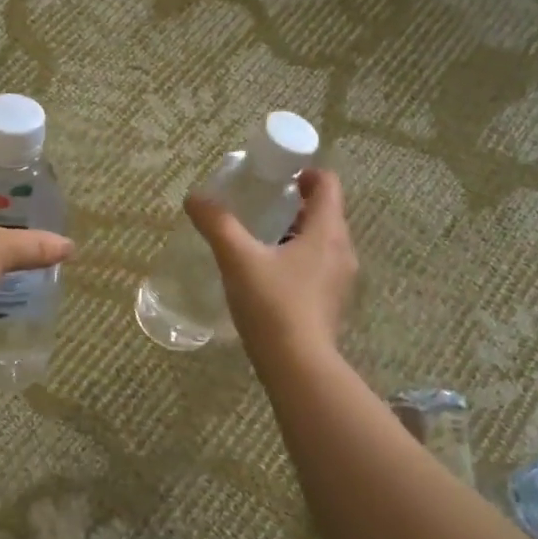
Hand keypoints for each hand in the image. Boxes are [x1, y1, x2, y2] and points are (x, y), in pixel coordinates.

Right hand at [185, 168, 356, 360]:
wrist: (297, 365)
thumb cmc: (273, 304)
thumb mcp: (238, 260)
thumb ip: (217, 225)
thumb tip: (195, 198)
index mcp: (327, 231)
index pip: (328, 184)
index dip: (305, 173)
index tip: (278, 176)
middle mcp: (342, 251)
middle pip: (325, 213)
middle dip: (296, 206)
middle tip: (262, 207)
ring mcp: (341, 281)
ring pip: (321, 243)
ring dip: (296, 235)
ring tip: (261, 241)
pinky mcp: (332, 304)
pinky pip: (318, 269)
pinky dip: (298, 261)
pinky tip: (269, 277)